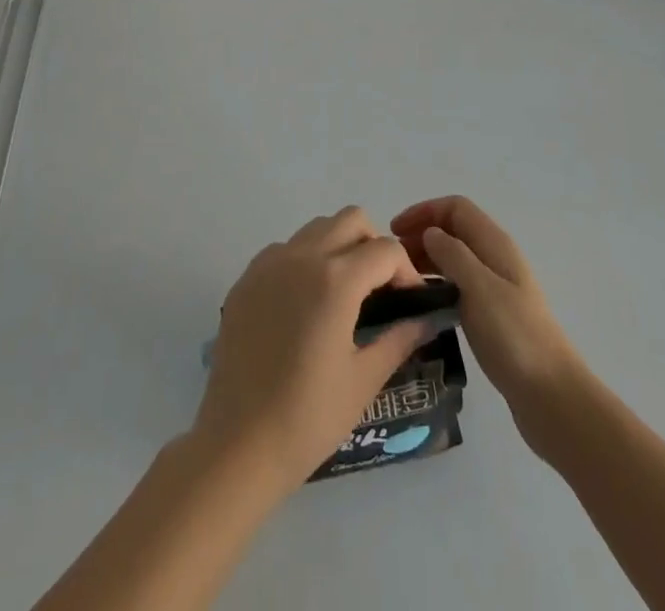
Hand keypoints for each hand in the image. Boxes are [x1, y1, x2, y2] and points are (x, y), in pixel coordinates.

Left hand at [191, 207, 431, 491]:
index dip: (406, 271)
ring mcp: (269, 263)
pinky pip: (285, 248)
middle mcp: (302, 256)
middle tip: (379, 290)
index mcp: (336, 279)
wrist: (237, 445)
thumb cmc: (308, 418)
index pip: (385, 250)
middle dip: (374, 246)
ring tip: (344, 295)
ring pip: (317, 228)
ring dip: (339, 247)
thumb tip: (427, 318)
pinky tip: (305, 305)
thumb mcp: (363, 380)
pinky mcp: (246, 278)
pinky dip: (305, 260)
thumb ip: (399, 338)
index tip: (410, 302)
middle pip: (351, 220)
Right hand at [392, 196, 583, 446]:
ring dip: (427, 259)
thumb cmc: (514, 336)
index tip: (394, 231)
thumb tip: (430, 232)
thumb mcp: (480, 288)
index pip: (455, 207)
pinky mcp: (493, 315)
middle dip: (422, 234)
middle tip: (393, 260)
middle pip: (454, 230)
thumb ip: (453, 254)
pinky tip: (423, 304)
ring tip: (401, 281)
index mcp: (495, 244)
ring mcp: (496, 287)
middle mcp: (495, 258)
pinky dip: (438, 284)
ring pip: (455, 258)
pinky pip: (459, 285)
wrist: (551, 395)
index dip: (424, 211)